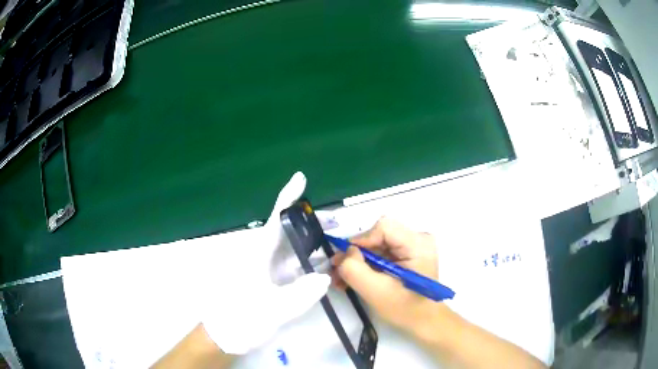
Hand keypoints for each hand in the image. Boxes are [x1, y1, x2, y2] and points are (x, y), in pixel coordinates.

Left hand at [202, 172, 329, 354]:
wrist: (225, 335)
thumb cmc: (241, 318)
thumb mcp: (273, 309)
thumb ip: (301, 294)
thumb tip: (324, 277)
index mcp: (258, 254)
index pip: (276, 219)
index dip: (288, 197)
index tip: (301, 178)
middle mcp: (262, 256)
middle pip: (288, 231)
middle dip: (310, 222)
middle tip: (336, 220)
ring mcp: (265, 269)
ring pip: (291, 249)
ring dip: (312, 243)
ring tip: (335, 240)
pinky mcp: (269, 281)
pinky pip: (291, 266)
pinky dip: (308, 263)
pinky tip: (324, 266)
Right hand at [331, 217, 440, 332]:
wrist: (423, 321)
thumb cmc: (404, 309)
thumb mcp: (376, 292)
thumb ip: (355, 269)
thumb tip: (346, 252)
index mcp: (418, 244)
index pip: (384, 228)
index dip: (361, 240)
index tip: (344, 260)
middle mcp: (418, 239)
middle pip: (378, 235)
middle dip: (355, 254)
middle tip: (336, 271)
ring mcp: (413, 246)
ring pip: (376, 245)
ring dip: (357, 261)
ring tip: (341, 279)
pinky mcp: (407, 255)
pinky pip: (381, 252)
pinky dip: (366, 265)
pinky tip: (353, 279)